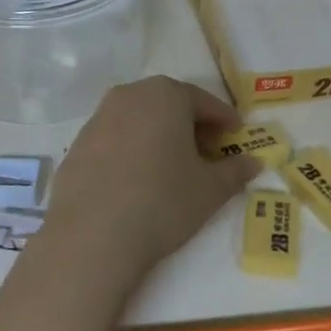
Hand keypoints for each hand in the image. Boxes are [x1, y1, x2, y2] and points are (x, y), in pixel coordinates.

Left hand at [46, 76, 258, 272]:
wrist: (92, 235)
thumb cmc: (163, 201)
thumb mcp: (210, 189)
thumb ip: (235, 171)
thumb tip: (253, 163)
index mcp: (165, 95)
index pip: (204, 101)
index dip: (224, 119)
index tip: (236, 135)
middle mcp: (129, 96)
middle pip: (169, 104)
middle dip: (191, 125)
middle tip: (207, 152)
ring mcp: (98, 118)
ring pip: (139, 119)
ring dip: (160, 135)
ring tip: (173, 167)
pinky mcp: (77, 145)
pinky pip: (115, 139)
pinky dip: (132, 150)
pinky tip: (138, 180)